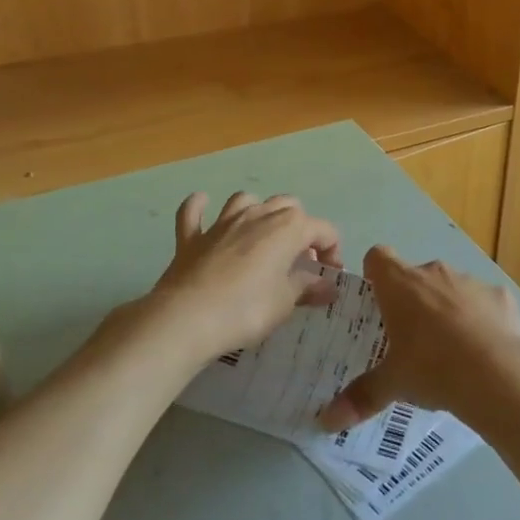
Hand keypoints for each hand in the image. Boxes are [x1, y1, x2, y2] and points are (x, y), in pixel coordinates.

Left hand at [151, 192, 343, 359]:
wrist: (187, 318)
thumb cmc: (246, 310)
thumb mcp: (284, 303)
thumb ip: (307, 288)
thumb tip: (329, 286)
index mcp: (287, 227)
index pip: (322, 229)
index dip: (332, 251)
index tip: (330, 276)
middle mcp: (258, 215)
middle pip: (288, 206)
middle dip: (299, 227)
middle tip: (298, 259)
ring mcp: (222, 222)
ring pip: (246, 201)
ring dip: (257, 212)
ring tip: (260, 236)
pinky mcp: (192, 237)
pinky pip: (194, 213)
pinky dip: (199, 208)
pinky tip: (202, 206)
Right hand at [318, 245, 519, 430]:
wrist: (496, 373)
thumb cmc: (432, 367)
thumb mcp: (392, 384)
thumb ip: (361, 397)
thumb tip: (326, 421)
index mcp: (400, 284)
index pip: (378, 257)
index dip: (375, 274)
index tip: (377, 301)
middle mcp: (433, 272)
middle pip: (415, 276)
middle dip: (413, 301)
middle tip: (411, 340)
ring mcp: (469, 280)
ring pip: (451, 289)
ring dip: (448, 310)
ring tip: (451, 352)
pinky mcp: (499, 296)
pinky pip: (484, 304)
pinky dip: (482, 321)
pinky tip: (485, 353)